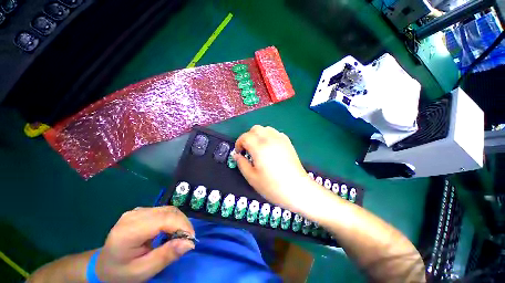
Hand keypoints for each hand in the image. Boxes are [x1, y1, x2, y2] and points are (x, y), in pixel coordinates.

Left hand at [96, 206, 194, 282]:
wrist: (103, 265)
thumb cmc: (121, 272)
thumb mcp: (143, 271)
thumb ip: (166, 256)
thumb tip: (189, 243)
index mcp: (129, 230)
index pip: (164, 219)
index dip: (182, 226)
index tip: (191, 239)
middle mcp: (134, 215)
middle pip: (168, 212)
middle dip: (183, 223)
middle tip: (187, 239)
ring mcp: (138, 211)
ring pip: (168, 209)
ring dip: (179, 221)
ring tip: (180, 236)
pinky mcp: (142, 211)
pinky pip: (164, 211)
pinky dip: (173, 219)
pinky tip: (171, 230)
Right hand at [234, 125, 317, 211]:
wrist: (297, 189)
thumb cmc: (272, 186)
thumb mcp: (252, 178)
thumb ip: (241, 163)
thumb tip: (236, 155)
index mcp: (259, 147)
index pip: (245, 137)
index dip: (239, 143)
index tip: (239, 152)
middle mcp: (270, 139)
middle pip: (255, 129)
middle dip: (248, 137)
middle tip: (248, 149)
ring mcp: (280, 139)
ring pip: (265, 128)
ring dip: (258, 135)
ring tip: (258, 148)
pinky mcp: (288, 142)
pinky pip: (275, 133)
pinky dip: (269, 136)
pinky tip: (270, 147)